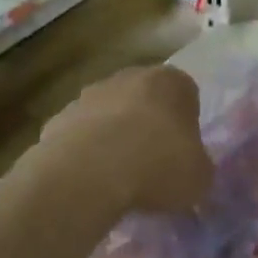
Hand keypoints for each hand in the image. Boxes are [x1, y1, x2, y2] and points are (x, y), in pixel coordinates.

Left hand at [34, 65, 211, 214]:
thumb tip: (192, 171)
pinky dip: (86, 153)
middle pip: (145, 99)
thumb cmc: (157, 166)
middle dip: (149, 125)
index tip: (184, 152)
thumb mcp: (199, 177)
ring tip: (119, 177)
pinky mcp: (58, 118)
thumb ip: (199, 168)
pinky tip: (90, 181)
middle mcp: (130, 77)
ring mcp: (89, 95)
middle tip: (153, 163)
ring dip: (115, 137)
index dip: (187, 124)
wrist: (88, 174)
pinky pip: (81, 135)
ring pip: (110, 115)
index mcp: (171, 82)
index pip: (186, 94)